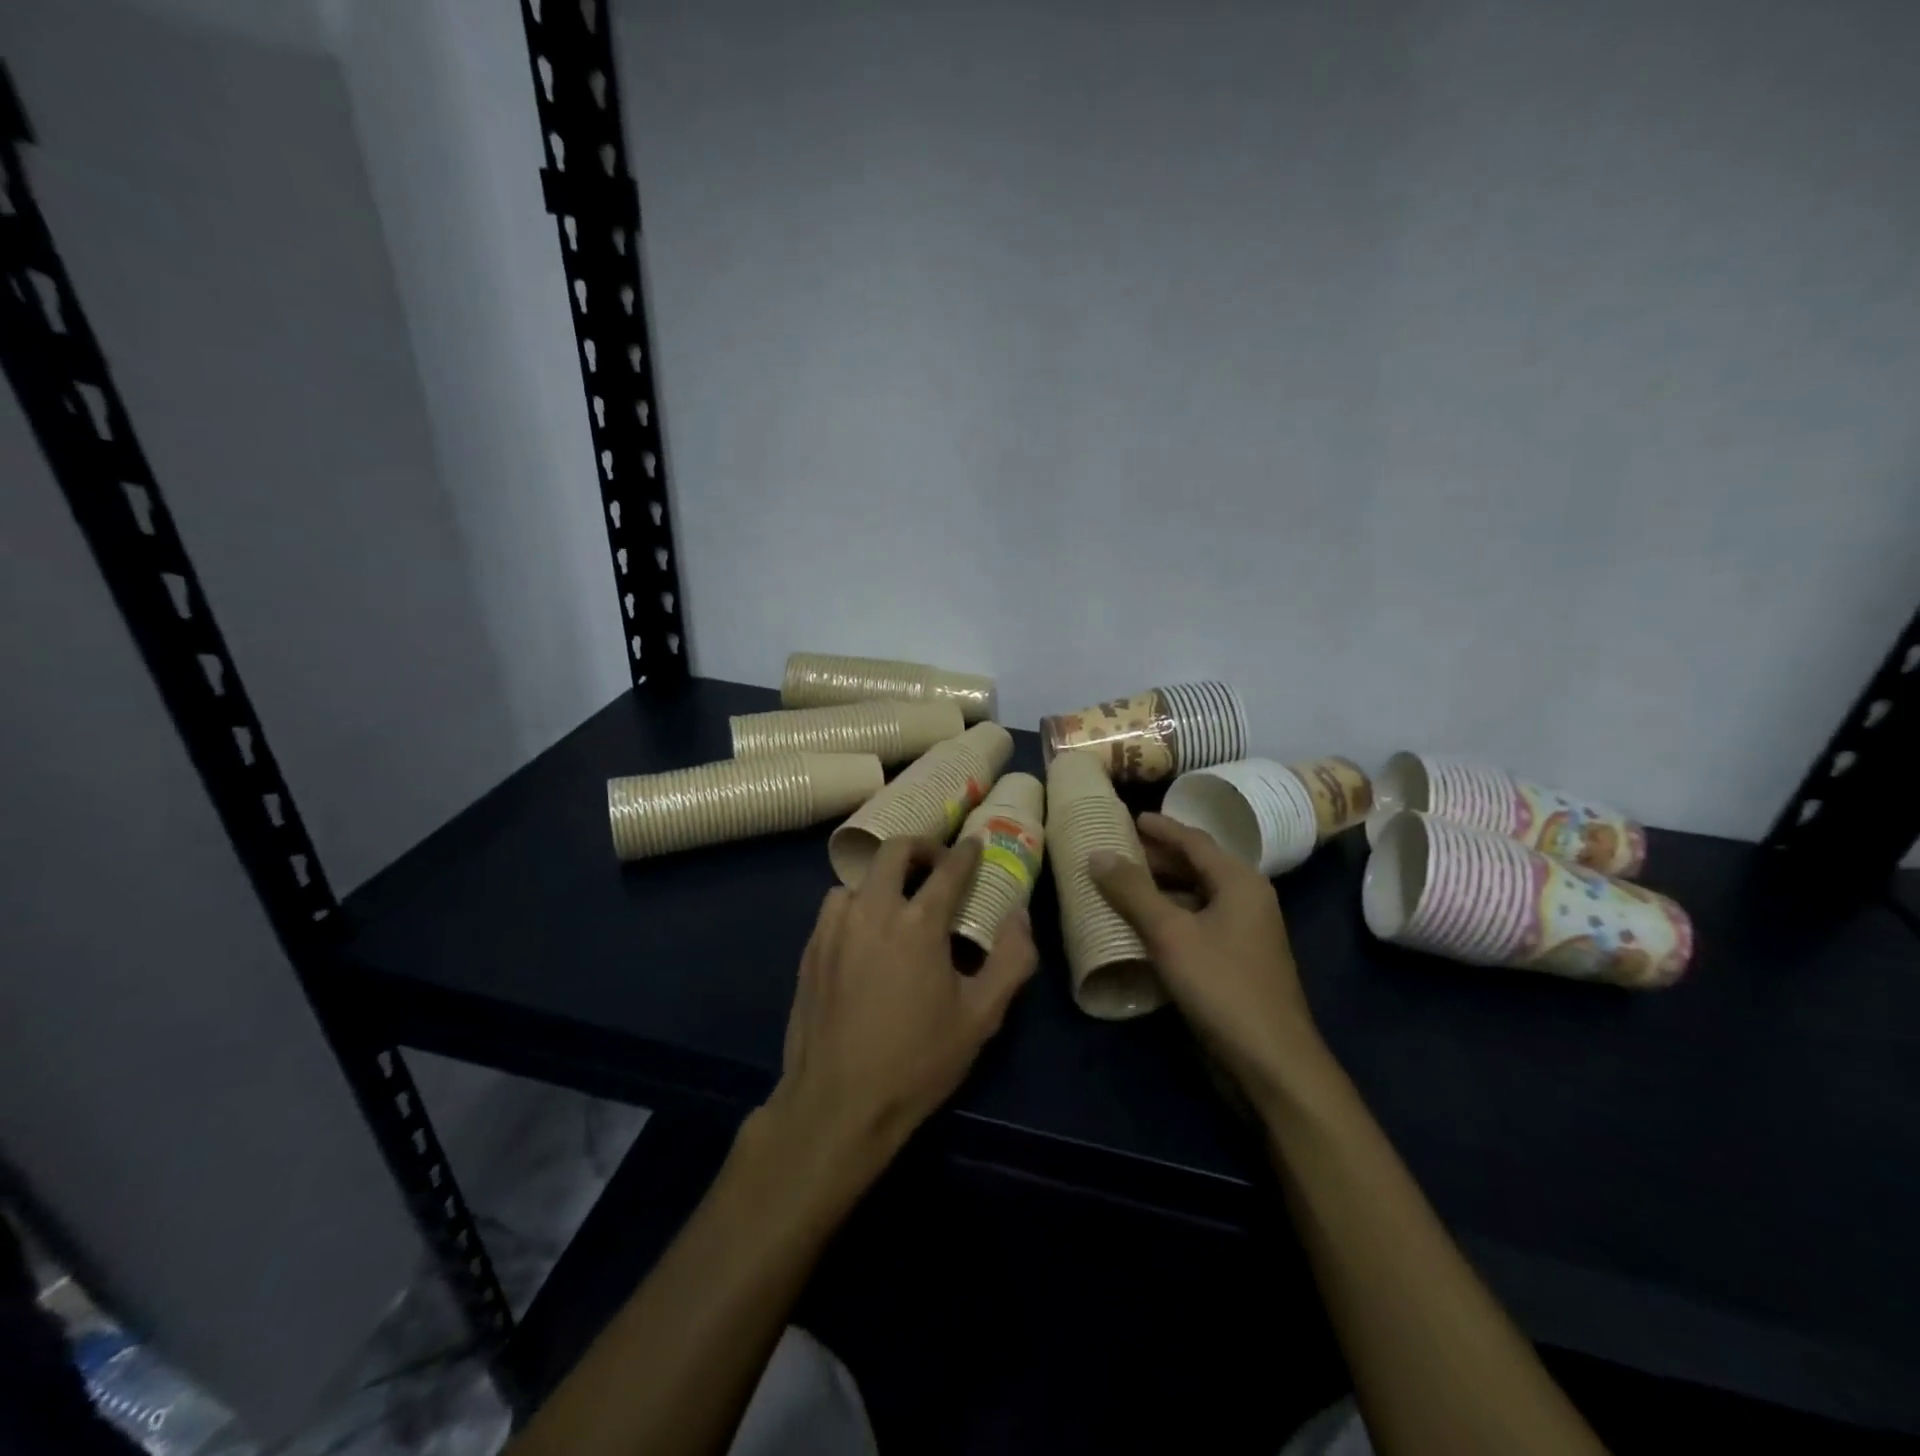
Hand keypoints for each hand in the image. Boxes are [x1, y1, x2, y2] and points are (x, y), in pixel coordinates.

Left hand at [769, 837, 1037, 1174]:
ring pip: (860, 879)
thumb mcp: (980, 1017)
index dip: (967, 853)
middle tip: (937, 865)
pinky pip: (835, 907)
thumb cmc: (917, 1061)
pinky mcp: (811, 949)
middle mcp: (873, 911)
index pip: (948, 869)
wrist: (838, 1103)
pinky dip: (856, 905)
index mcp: (918, 923)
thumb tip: (1019, 917)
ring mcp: (835, 928)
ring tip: (898, 903)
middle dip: (922, 848)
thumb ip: (1010, 960)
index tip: (975, 845)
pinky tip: (864, 935)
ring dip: (884, 879)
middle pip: (895, 851)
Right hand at [1090, 813, 1320, 1101]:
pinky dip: (1168, 918)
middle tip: (1116, 850)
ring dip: (1159, 889)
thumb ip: (1132, 891)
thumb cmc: (1222, 986)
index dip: (1161, 827)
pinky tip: (1139, 927)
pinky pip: (1195, 926)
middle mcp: (1246, 901)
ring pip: (1195, 898)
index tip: (1130, 817)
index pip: (1195, 841)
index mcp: (1240, 882)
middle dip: (1157, 858)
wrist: (1271, 1063)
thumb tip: (1097, 854)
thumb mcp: (1170, 934)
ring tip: (1119, 884)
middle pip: (1196, 867)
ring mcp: (1242, 935)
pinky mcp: (1233, 964)